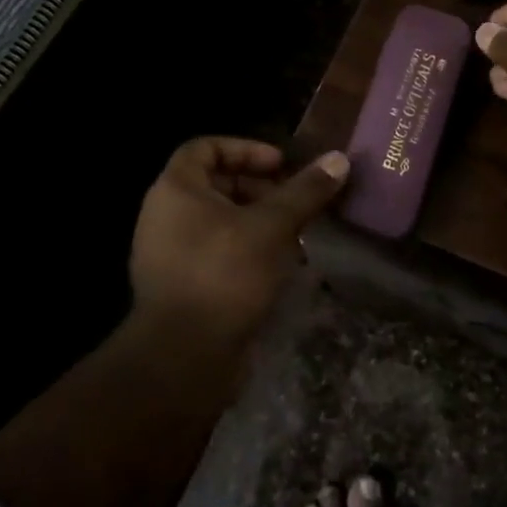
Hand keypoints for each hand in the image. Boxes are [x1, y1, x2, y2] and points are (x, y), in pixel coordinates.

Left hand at [130, 138, 349, 343]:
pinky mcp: (183, 286)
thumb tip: (340, 158)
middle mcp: (165, 216)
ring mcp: (170, 254)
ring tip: (297, 232)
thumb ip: (305, 190)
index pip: (205, 147)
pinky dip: (248, 249)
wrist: (182, 359)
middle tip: (297, 200)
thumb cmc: (224, 275)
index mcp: (175, 190)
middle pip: (216, 184)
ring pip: (221, 221)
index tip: (281, 165)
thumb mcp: (272, 226)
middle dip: (261, 187)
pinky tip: (282, 265)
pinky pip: (218, 252)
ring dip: (260, 220)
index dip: (246, 149)